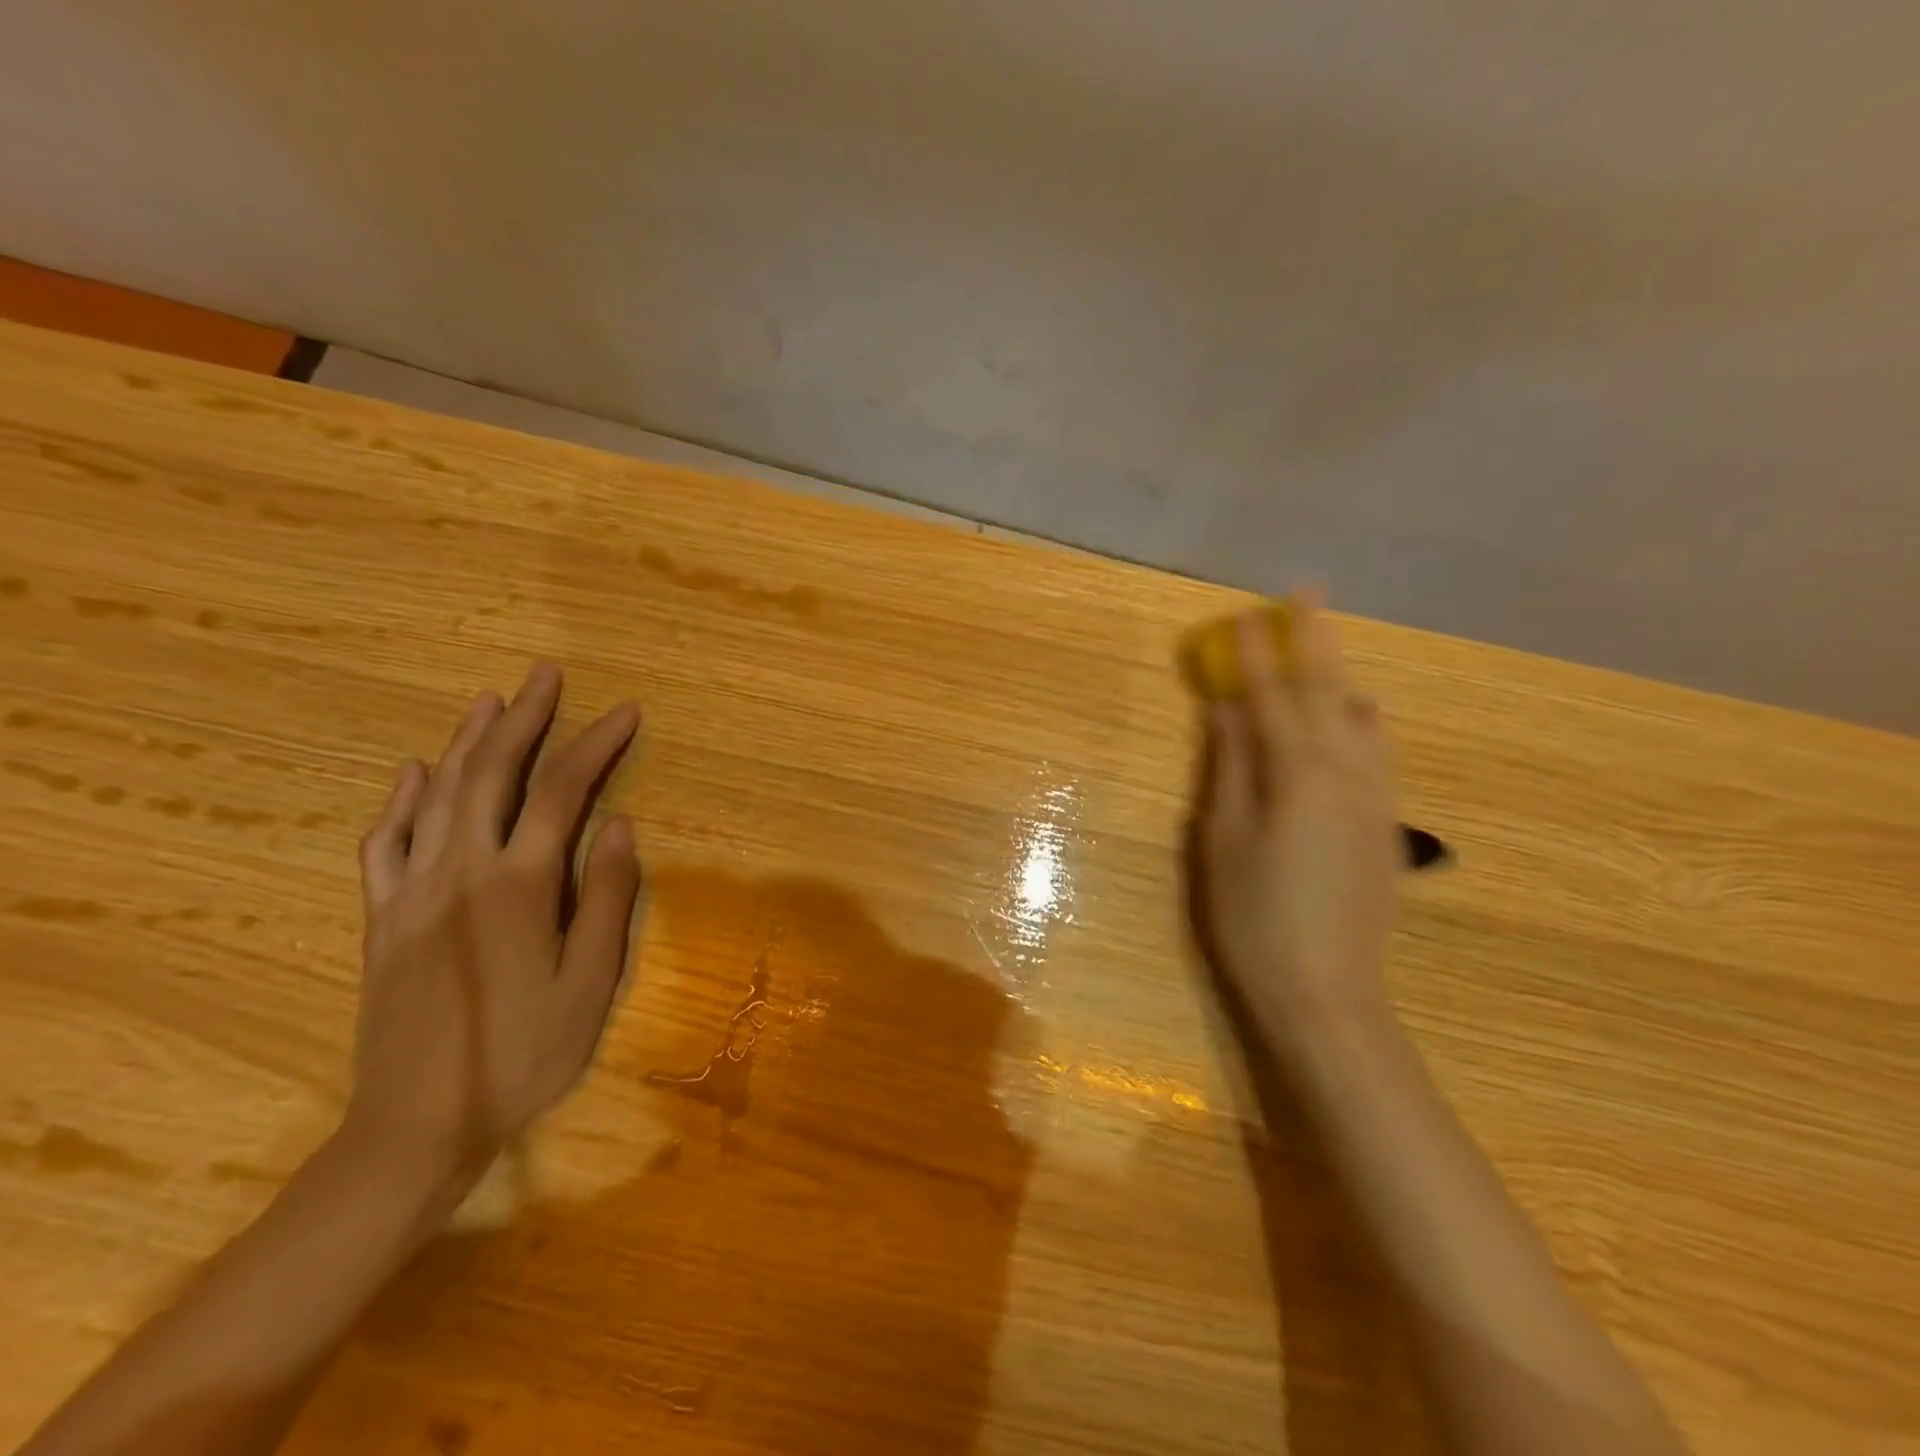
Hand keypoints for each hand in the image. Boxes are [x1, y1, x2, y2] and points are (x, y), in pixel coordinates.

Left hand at [345, 663, 644, 1185]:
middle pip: (490, 774)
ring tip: (490, 701)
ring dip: (466, 741)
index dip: (595, 745)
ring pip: (437, 796)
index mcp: (519, 886)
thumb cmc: (523, 1055)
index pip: (561, 792)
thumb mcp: (590, 983)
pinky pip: (385, 843)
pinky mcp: (381, 918)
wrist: (417, 1125)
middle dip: (523, 718)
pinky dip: (402, 800)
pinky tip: (414, 774)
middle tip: (545, 675)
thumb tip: (620, 825)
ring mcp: (411, 892)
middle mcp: (459, 872)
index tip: (625, 713)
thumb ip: (607, 898)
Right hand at [1192, 593, 1399, 1043]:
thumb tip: (1225, 710)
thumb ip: (1228, 768)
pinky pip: (1381, 752)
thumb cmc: (1254, 917)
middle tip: (1307, 593)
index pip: (1271, 697)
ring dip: (1341, 677)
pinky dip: (1365, 721)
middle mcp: (1346, 774)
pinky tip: (1357, 720)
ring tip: (1327, 652)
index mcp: (1297, 775)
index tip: (1242, 615)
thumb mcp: (1221, 840)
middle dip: (1314, 640)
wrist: (1328, 992)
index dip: (1254, 655)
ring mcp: (1375, 800)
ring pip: (1364, 719)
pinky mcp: (1387, 826)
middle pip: (1328, 692)